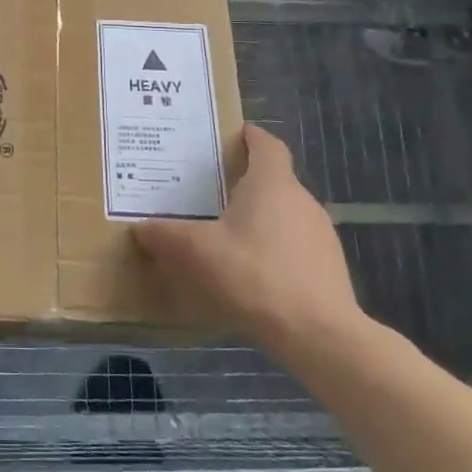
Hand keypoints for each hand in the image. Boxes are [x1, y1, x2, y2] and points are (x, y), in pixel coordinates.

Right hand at [135, 124, 367, 354]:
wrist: (318, 335)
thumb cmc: (253, 275)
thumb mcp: (195, 252)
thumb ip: (165, 236)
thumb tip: (140, 228)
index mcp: (272, 183)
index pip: (267, 145)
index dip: (250, 137)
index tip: (232, 136)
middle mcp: (302, 201)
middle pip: (274, 181)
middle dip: (245, 184)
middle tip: (210, 194)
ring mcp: (321, 237)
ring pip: (285, 217)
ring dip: (260, 222)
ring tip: (227, 239)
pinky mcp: (330, 271)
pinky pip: (296, 249)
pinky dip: (274, 253)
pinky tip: (252, 277)